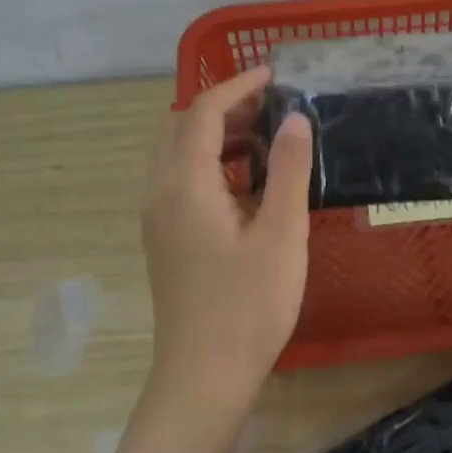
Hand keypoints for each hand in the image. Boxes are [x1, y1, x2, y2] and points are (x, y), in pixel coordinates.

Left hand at [140, 65, 313, 406]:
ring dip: (216, 137)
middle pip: (180, 128)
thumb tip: (294, 118)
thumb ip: (287, 170)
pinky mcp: (165, 240)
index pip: (201, 112)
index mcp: (184, 184)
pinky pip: (180, 182)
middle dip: (223, 108)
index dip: (236, 86)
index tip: (274, 76)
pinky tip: (248, 185)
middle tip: (271, 109)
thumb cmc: (248, 305)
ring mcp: (157, 219)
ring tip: (267, 140)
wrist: (204, 376)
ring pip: (178, 156)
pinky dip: (210, 166)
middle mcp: (159, 193)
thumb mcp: (280, 234)